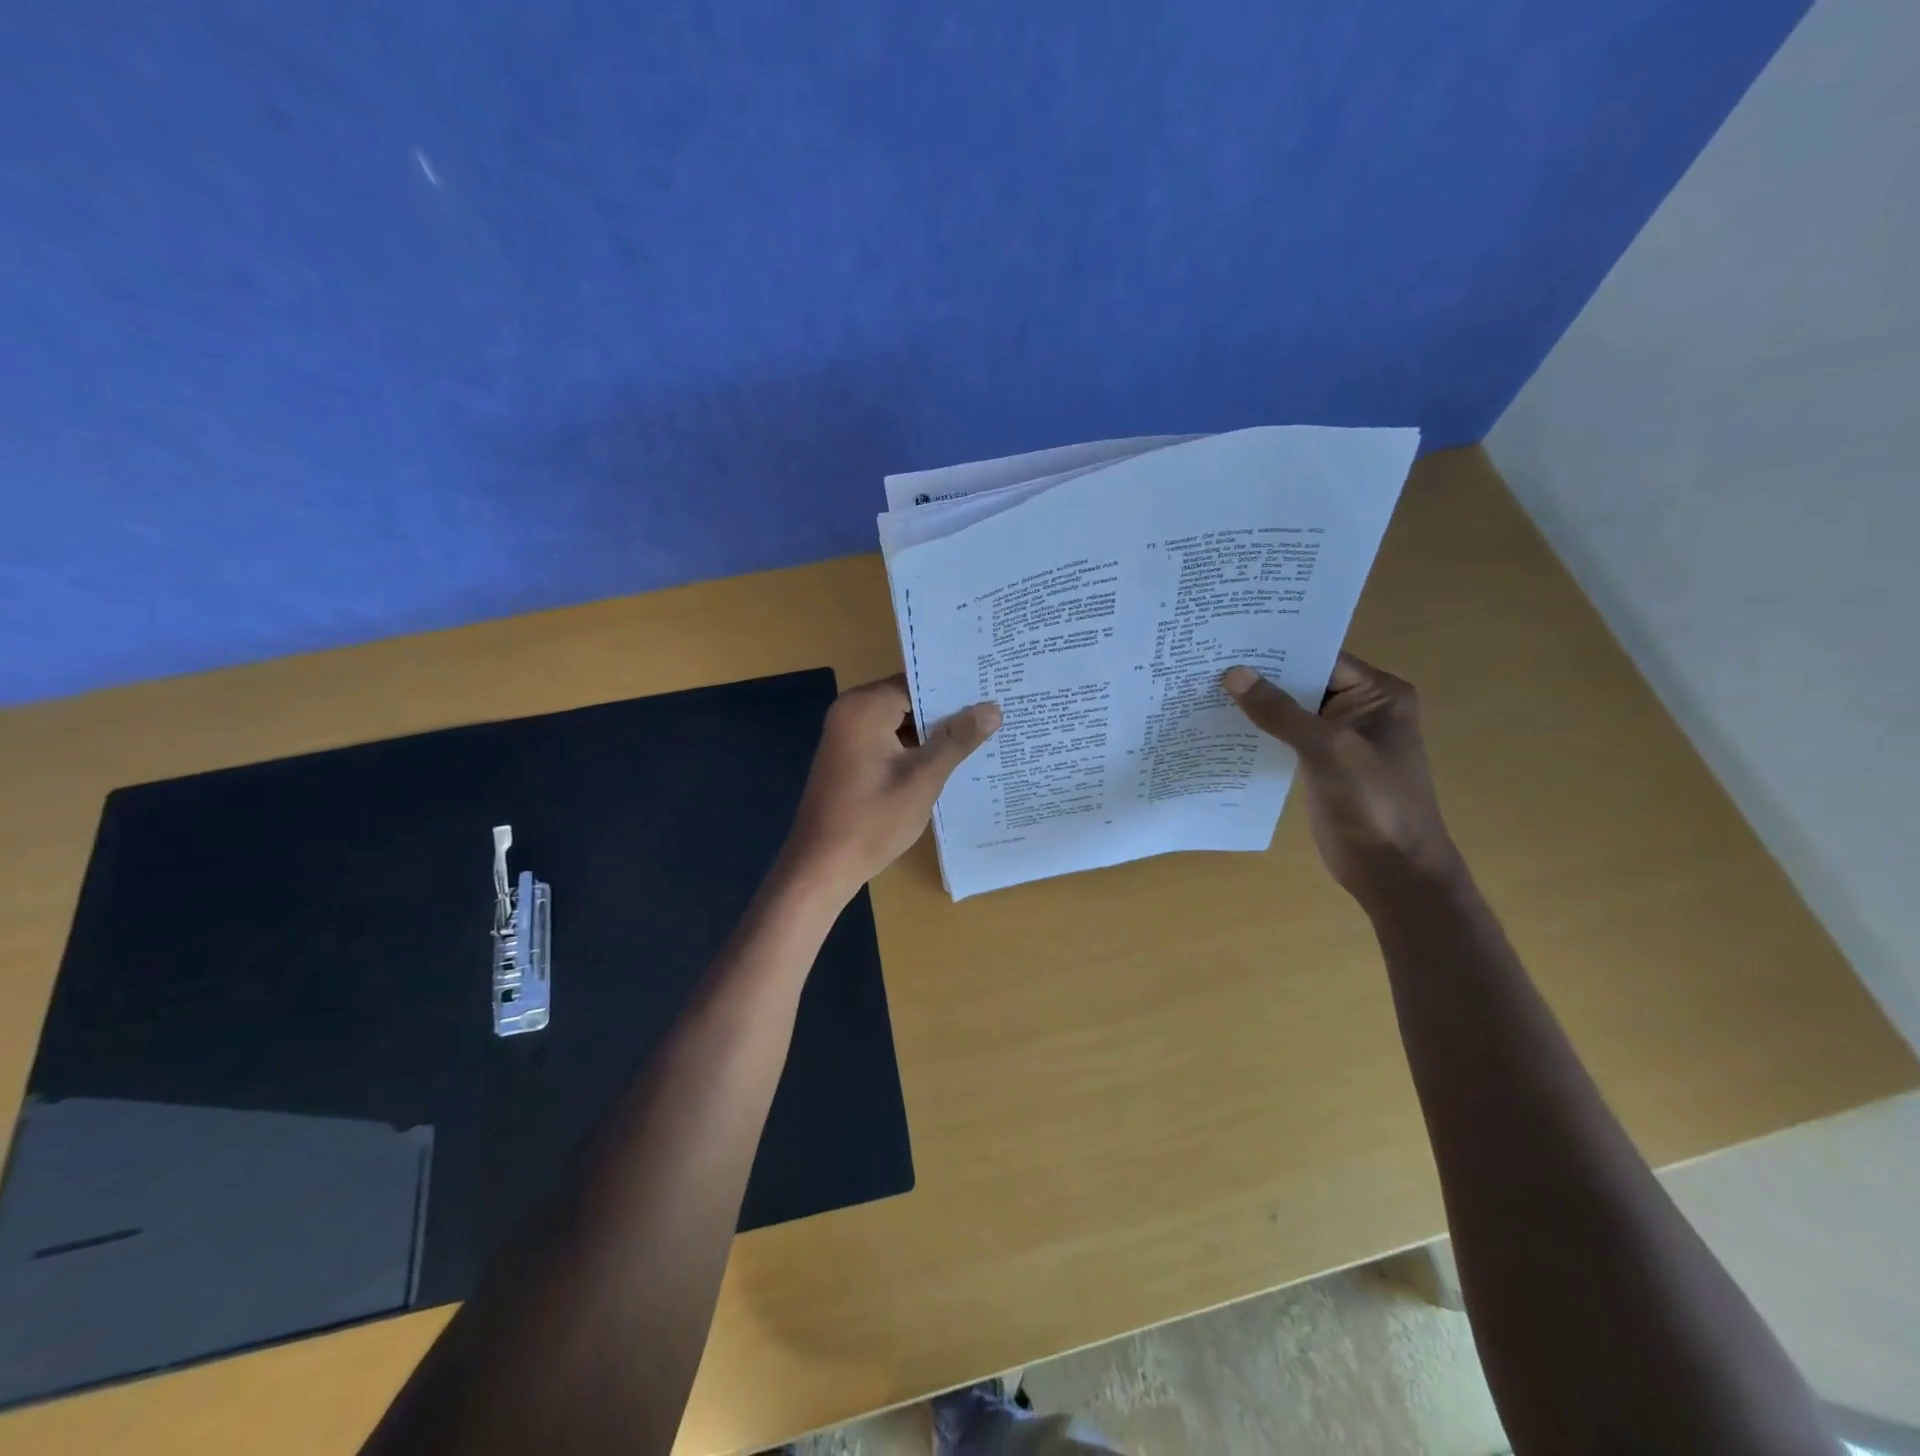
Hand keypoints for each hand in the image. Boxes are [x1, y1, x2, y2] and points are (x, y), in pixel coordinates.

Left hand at [778, 675, 1000, 903]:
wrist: (822, 866)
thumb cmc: (872, 821)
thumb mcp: (923, 779)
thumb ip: (957, 740)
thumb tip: (993, 708)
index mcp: (864, 707)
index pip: (918, 682)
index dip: (956, 687)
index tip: (994, 689)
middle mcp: (851, 711)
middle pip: (909, 699)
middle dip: (949, 709)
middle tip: (997, 710)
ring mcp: (848, 735)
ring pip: (901, 721)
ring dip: (934, 731)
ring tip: (984, 732)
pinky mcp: (851, 756)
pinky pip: (890, 739)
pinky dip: (916, 747)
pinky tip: (951, 757)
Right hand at [1222, 654, 1460, 908]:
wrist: (1393, 872)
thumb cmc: (1374, 803)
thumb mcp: (1328, 750)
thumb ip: (1280, 712)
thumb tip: (1233, 673)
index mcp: (1379, 694)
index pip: (1321, 656)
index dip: (1277, 648)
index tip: (1229, 638)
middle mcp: (1361, 708)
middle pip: (1303, 681)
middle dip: (1260, 674)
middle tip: (1207, 660)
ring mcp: (1340, 738)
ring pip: (1290, 710)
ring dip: (1255, 704)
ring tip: (1202, 686)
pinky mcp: (1321, 764)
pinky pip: (1285, 737)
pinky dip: (1258, 732)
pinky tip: (1220, 726)